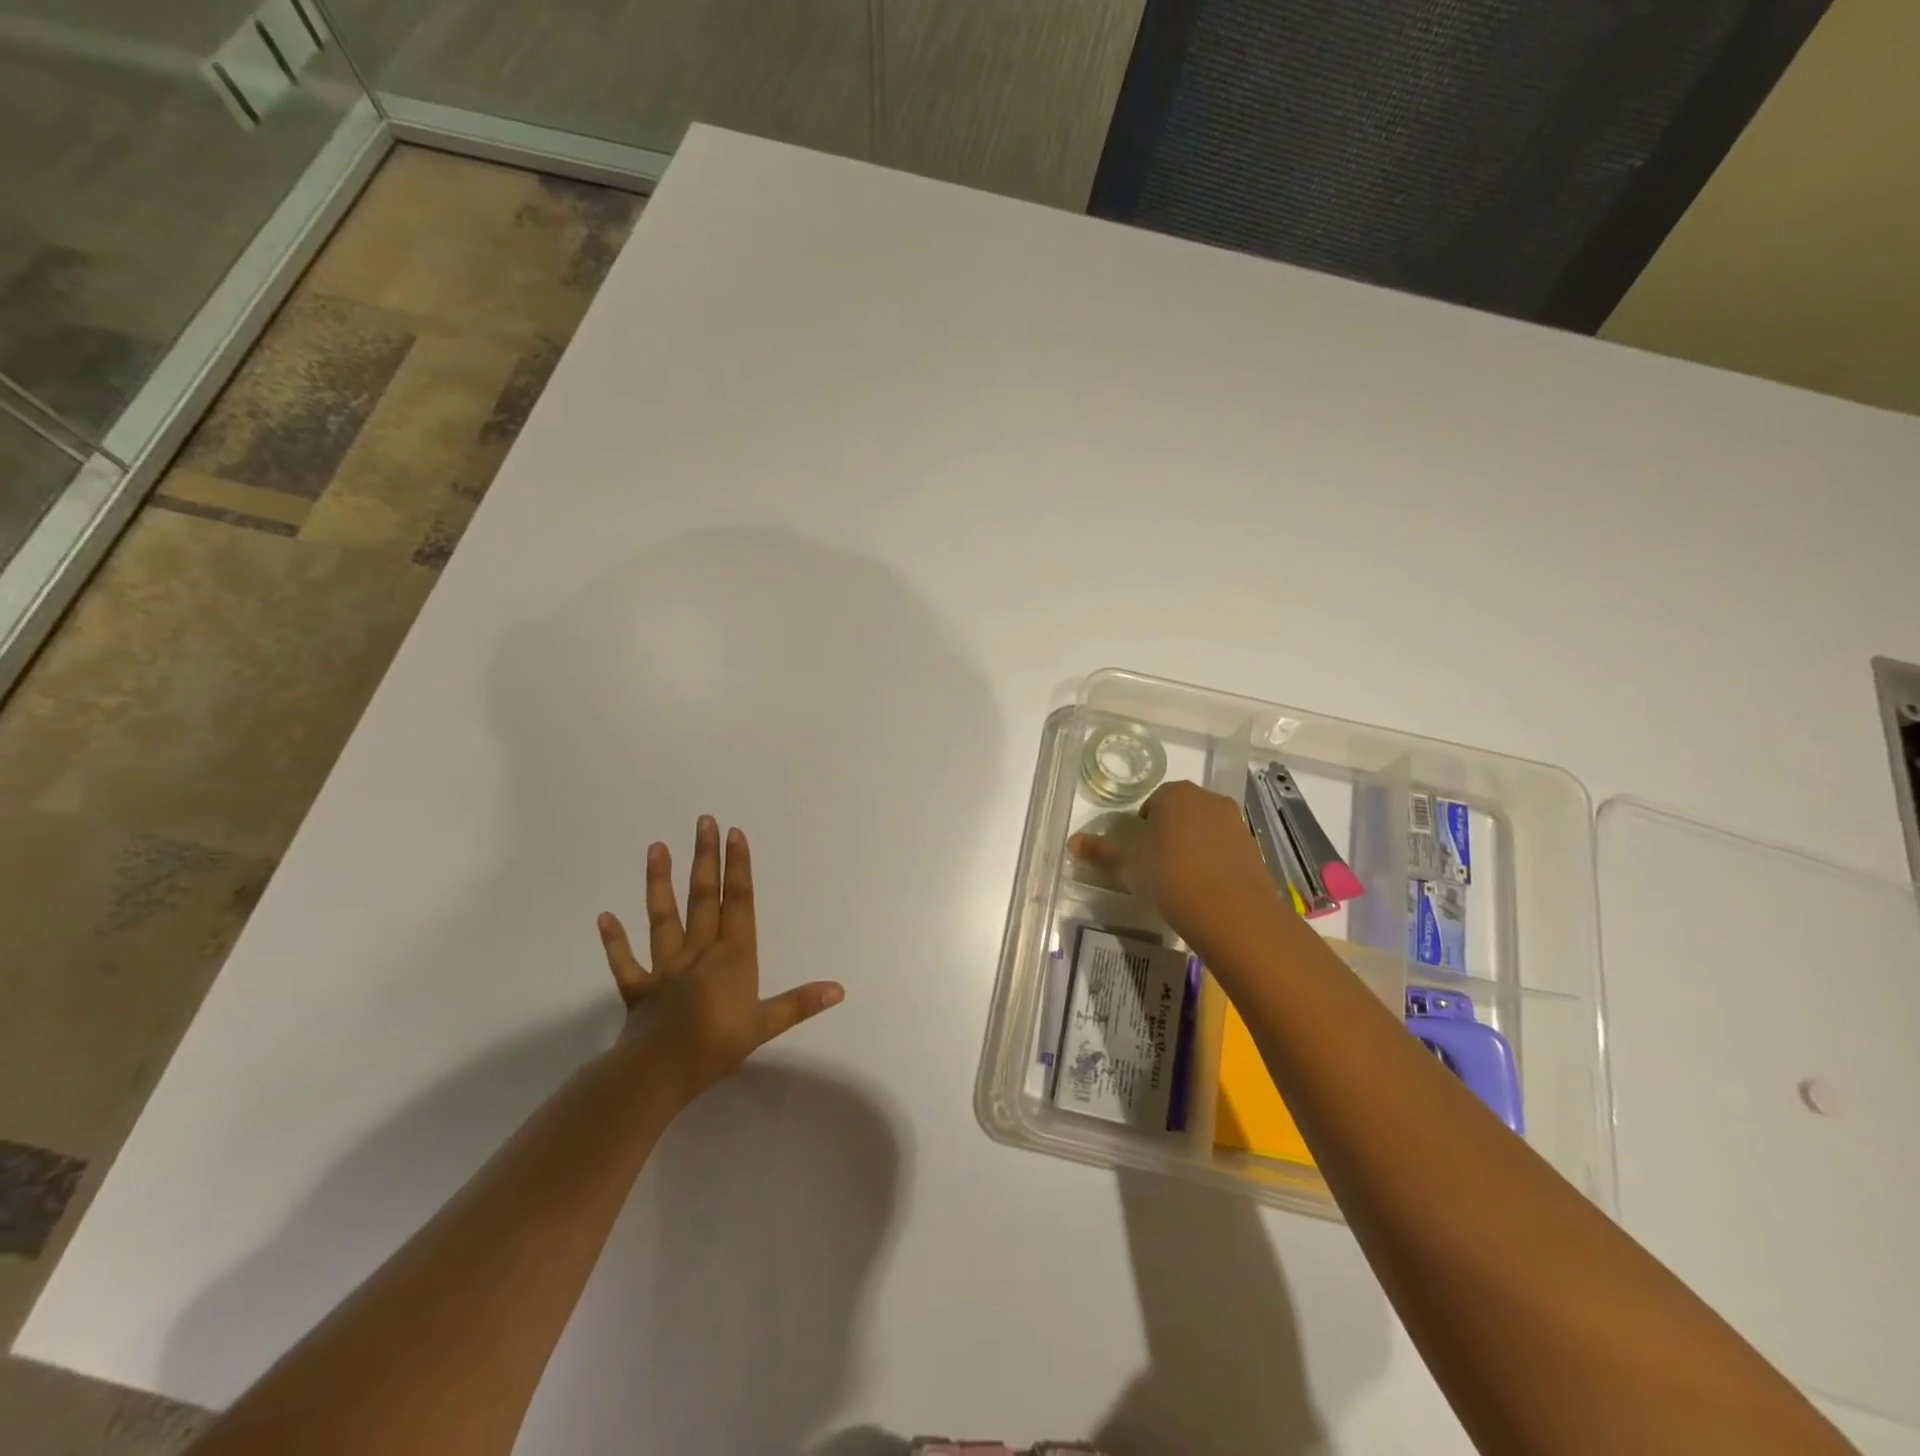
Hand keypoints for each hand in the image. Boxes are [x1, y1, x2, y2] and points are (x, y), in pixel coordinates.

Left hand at [596, 817, 843, 1105]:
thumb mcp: (765, 1025)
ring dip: (660, 883)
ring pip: (663, 918)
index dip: (738, 867)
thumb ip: (799, 1003)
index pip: (737, 902)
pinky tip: (604, 917)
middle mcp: (699, 952)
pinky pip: (626, 963)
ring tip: (656, 848)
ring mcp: (666, 968)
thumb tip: (839, 989)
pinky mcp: (639, 989)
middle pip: (703, 898)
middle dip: (705, 859)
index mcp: (731, 956)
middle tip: (703, 822)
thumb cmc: (717, 1046)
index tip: (735, 834)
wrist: (659, 1073)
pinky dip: (614, 941)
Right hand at [1069, 780, 1280, 946]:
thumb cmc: (1169, 875)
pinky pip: (1225, 852)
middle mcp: (1208, 799)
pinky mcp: (1254, 850)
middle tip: (1155, 867)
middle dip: (1168, 835)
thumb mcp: (1127, 864)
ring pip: (1204, 832)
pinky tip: (1204, 891)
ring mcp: (1236, 823)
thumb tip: (1073, 842)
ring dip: (1192, 849)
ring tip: (1180, 883)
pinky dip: (1214, 865)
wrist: (1231, 910)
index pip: (1152, 803)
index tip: (1138, 854)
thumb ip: (1101, 852)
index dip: (1142, 828)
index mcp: (1175, 794)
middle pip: (1180, 814)